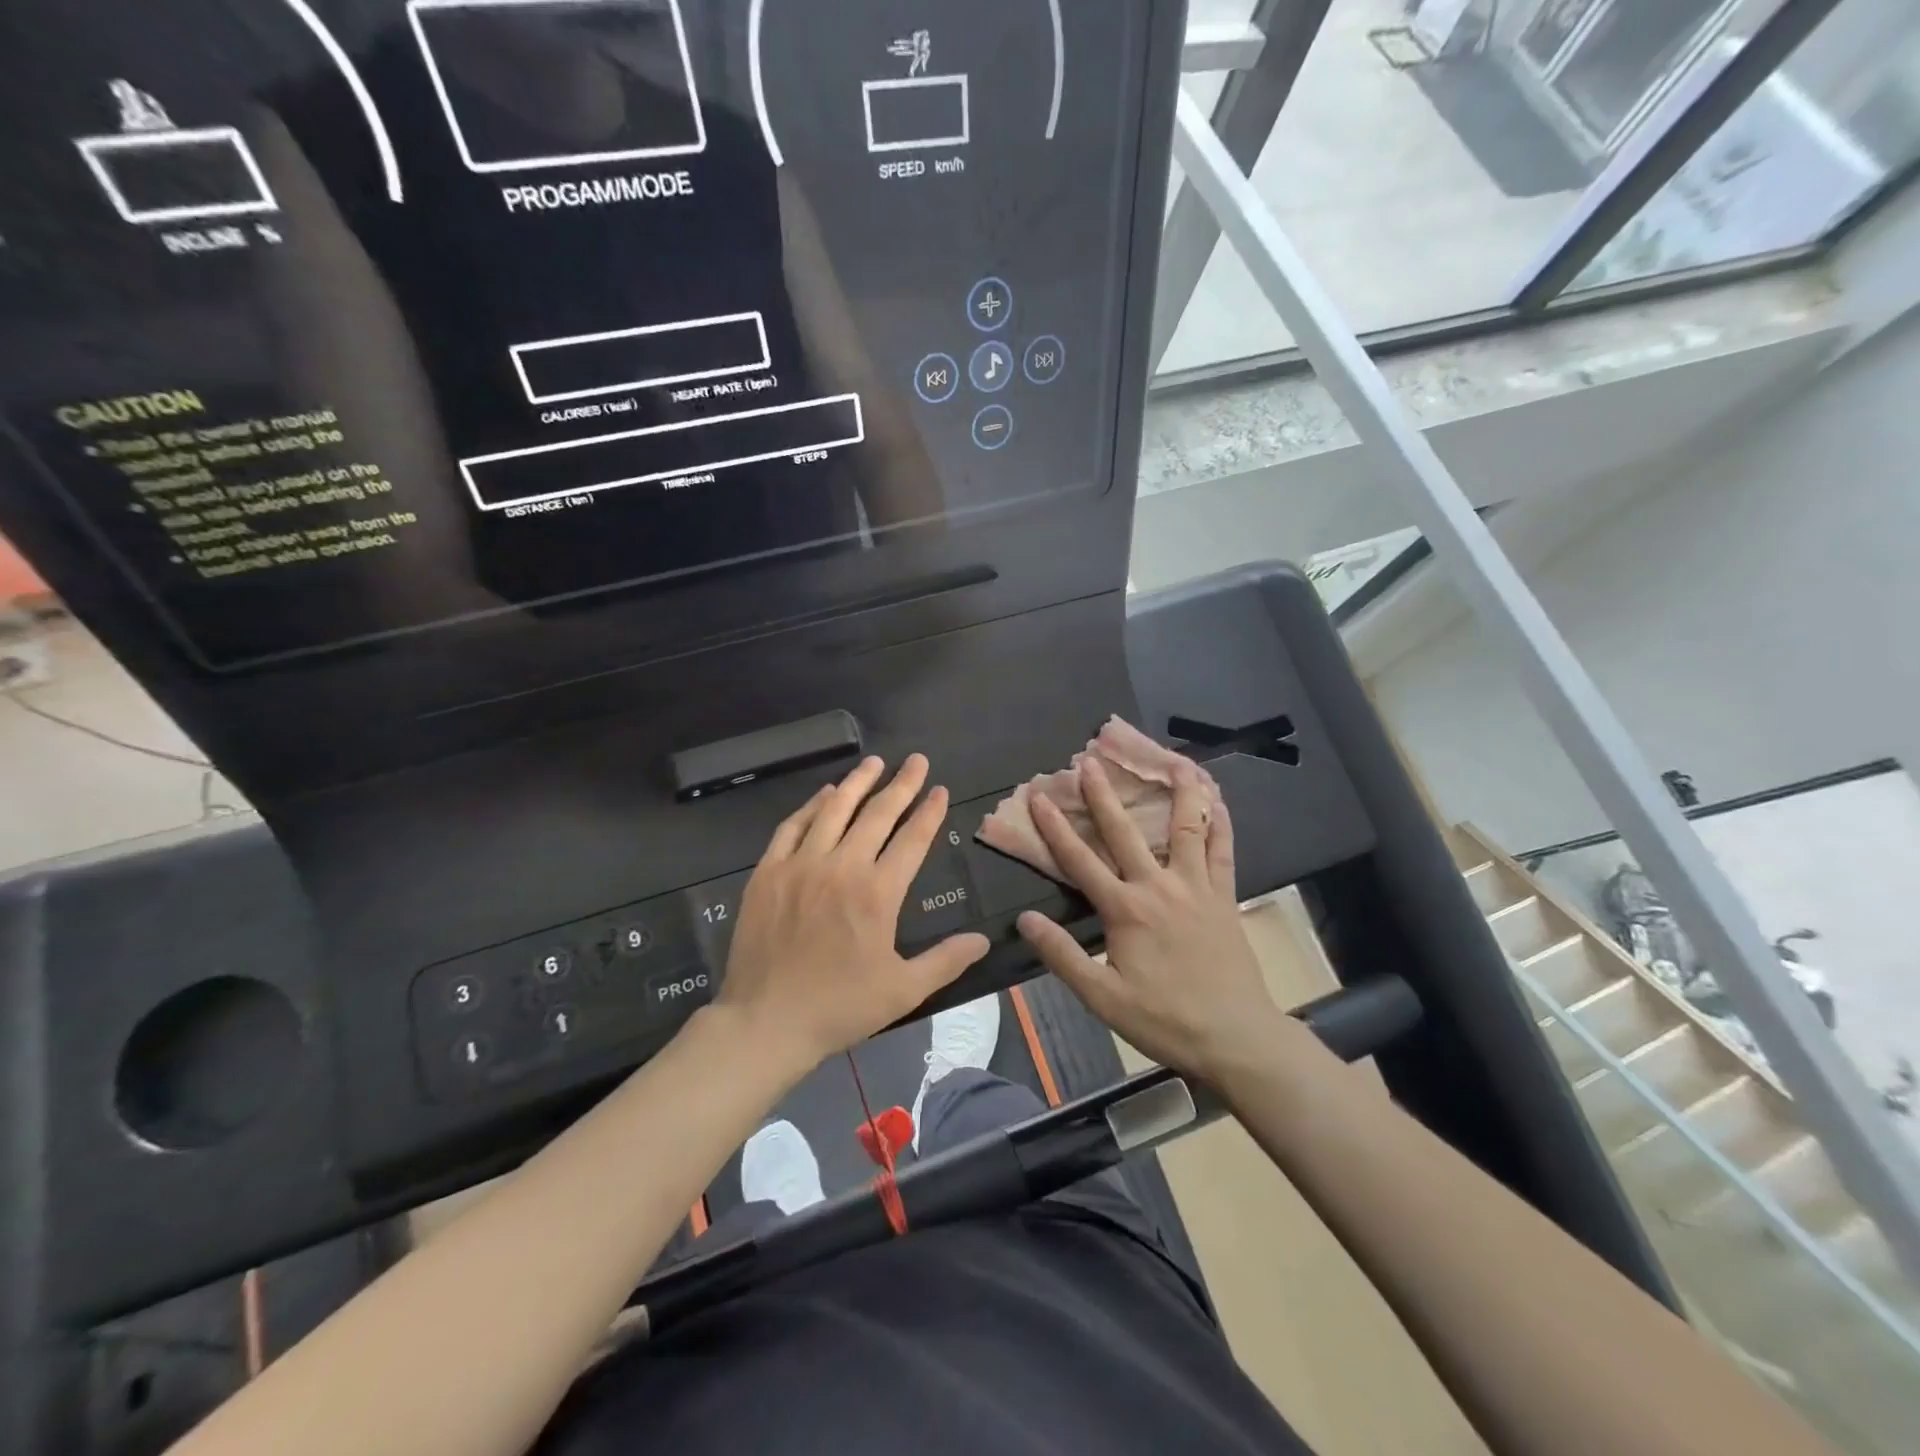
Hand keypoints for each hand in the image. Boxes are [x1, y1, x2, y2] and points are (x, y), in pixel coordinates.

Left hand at [716, 754, 990, 1074]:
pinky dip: (812, 805)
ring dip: (858, 782)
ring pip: (834, 809)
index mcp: (878, 893)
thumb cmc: (840, 1007)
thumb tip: (983, 939)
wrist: (766, 1021)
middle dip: (902, 784)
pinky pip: (793, 826)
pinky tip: (825, 793)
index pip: (912, 839)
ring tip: (875, 761)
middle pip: (877, 814)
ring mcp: (801, 865)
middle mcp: (842, 867)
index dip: (929, 812)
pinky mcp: (769, 871)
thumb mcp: (903, 990)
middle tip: (917, 760)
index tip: (940, 789)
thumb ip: (946, 960)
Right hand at [1016, 757, 1305, 1085]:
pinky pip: (1223, 850)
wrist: (1235, 1037)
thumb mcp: (1103, 997)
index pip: (1080, 860)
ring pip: (1186, 827)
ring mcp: (1196, 887)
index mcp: (1126, 909)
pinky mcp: (1224, 896)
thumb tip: (1025, 919)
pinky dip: (1220, 821)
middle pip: (1126, 831)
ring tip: (1174, 759)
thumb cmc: (1164, 1019)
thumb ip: (1063, 956)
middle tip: (1090, 761)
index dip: (1055, 827)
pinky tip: (1218, 799)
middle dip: (1104, 794)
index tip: (1039, 796)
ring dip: (1178, 790)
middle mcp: (1159, 886)